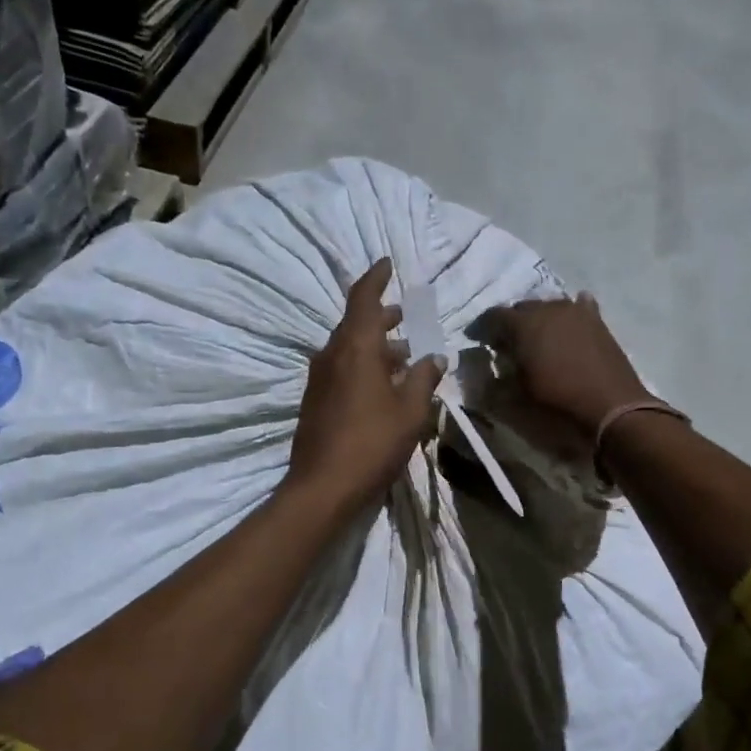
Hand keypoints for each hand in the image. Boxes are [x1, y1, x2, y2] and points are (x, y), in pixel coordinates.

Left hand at [288, 260, 446, 515]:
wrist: (322, 487)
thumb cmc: (372, 443)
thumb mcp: (410, 411)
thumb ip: (424, 379)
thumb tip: (435, 358)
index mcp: (355, 348)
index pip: (363, 299)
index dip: (375, 278)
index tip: (387, 263)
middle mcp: (332, 355)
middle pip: (356, 324)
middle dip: (382, 317)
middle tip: (405, 315)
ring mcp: (319, 379)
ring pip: (349, 349)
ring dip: (375, 346)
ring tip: (404, 354)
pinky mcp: (315, 401)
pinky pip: (342, 370)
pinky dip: (363, 366)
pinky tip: (383, 385)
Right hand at [479, 293, 649, 437]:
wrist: (613, 410)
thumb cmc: (559, 406)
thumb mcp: (517, 401)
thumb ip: (497, 382)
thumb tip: (489, 373)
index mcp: (523, 325)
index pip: (493, 316)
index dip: (482, 329)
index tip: (478, 342)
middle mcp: (548, 309)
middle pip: (522, 308)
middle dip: (511, 324)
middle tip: (507, 345)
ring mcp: (577, 312)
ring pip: (549, 308)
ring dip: (539, 320)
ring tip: (537, 340)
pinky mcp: (598, 322)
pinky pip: (578, 309)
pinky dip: (568, 318)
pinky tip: (568, 326)